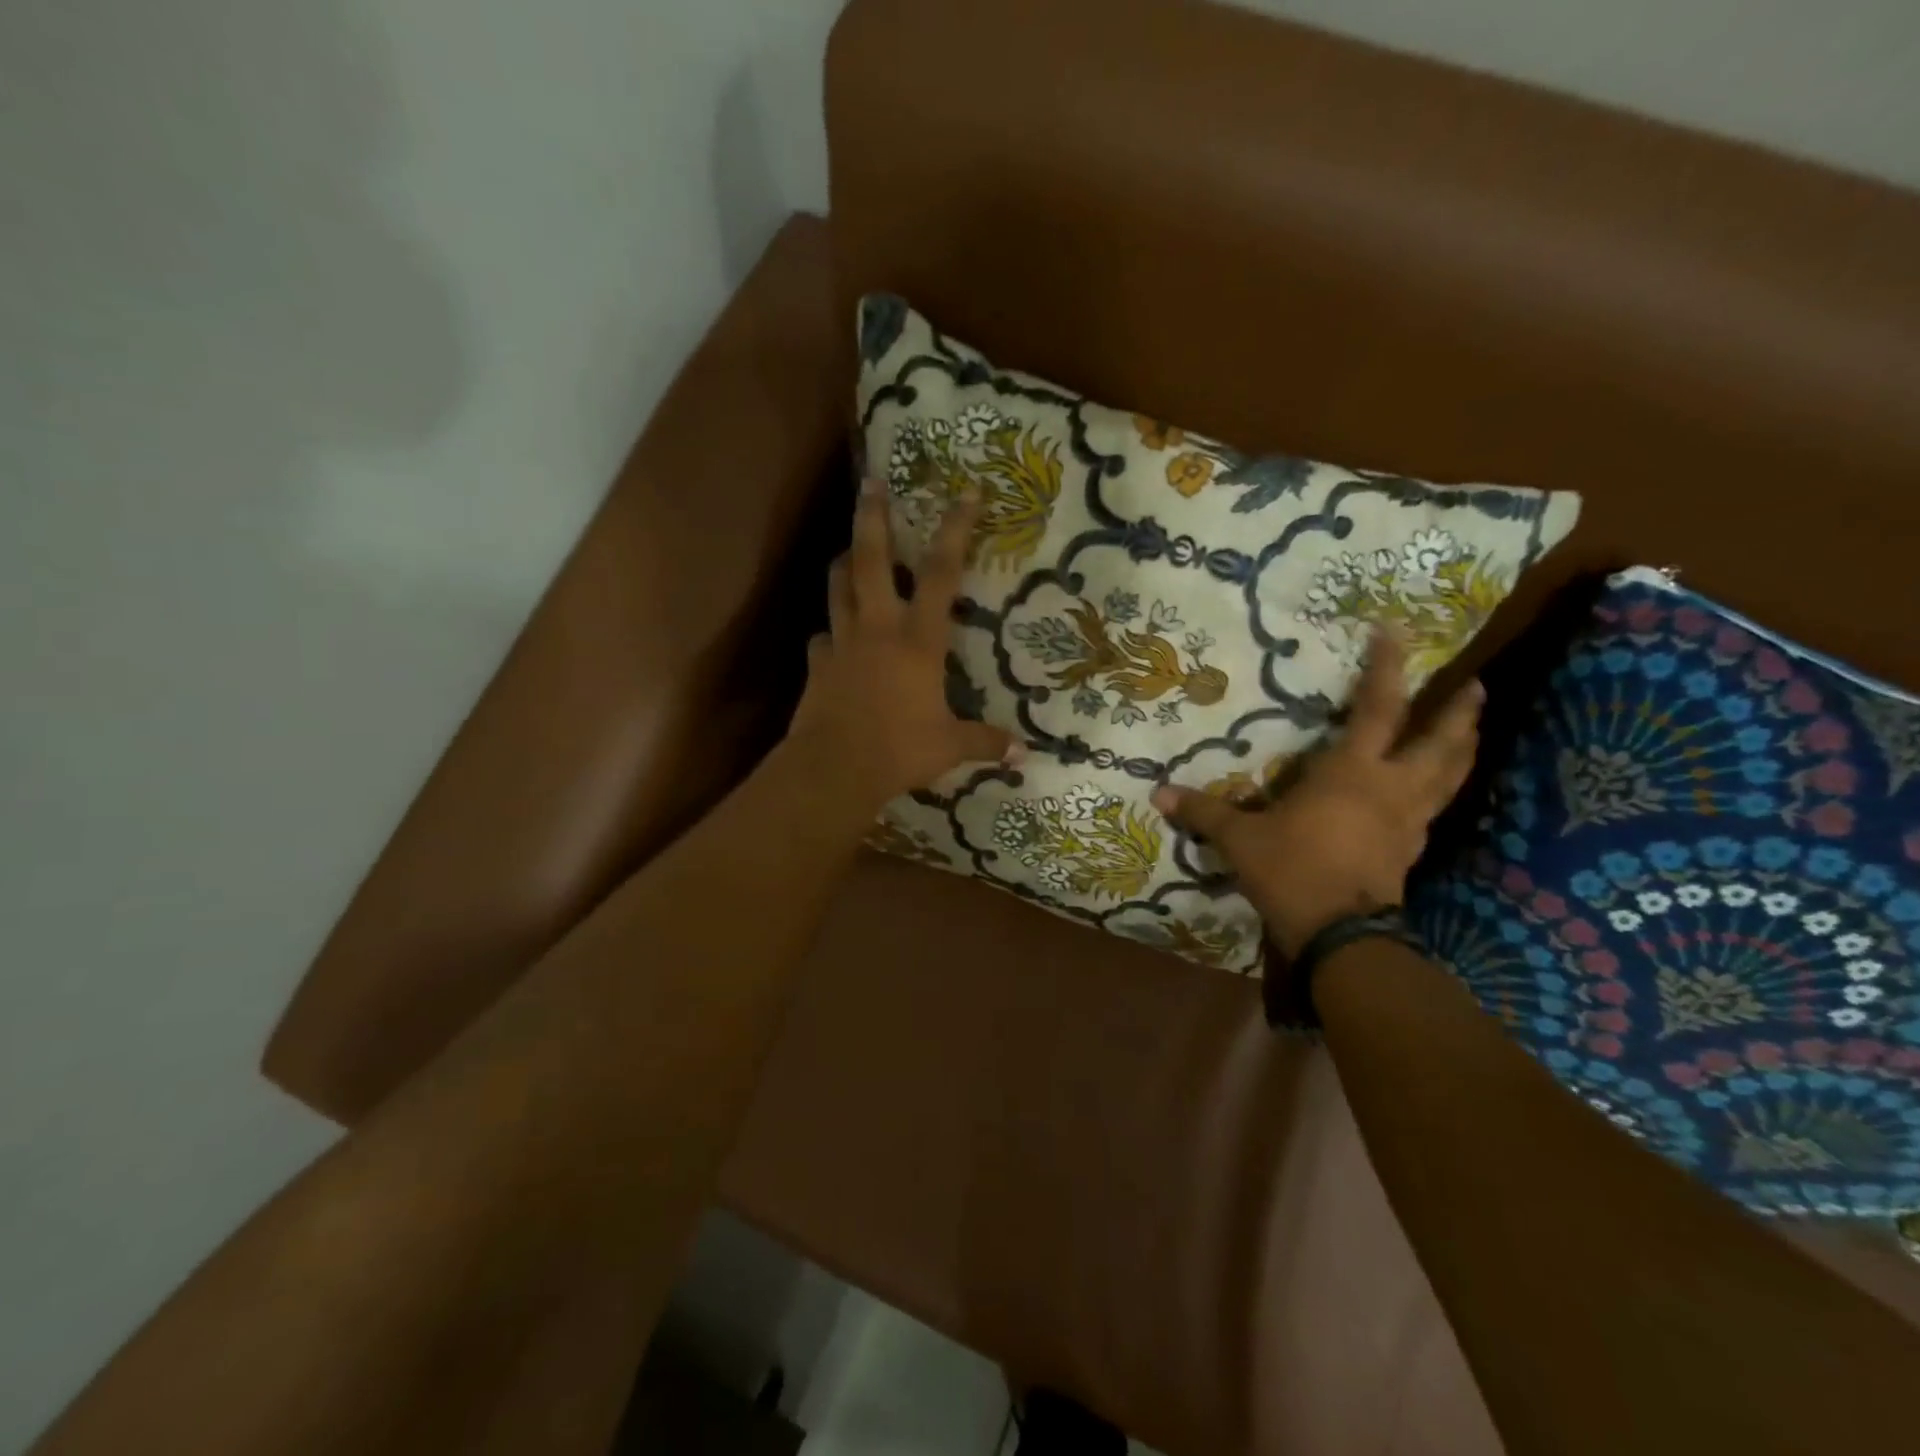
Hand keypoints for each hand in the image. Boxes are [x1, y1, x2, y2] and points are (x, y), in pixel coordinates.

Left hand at [788, 479, 1020, 809]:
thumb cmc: (899, 750)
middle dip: (872, 517)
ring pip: (838, 587)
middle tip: (871, 483)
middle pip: (871, 559)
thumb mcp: (950, 747)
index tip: (967, 493)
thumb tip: (1023, 755)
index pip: (941, 573)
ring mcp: (842, 643)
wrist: (834, 767)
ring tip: (849, 552)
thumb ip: (985, 742)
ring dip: (844, 563)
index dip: (955, 530)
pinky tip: (834, 640)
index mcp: (918, 640)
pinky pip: (822, 638)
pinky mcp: (817, 665)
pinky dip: (830, 632)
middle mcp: (878, 628)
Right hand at [1150, 630, 1482, 958]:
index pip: (1377, 708)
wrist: (1340, 936)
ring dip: (1464, 750)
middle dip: (1459, 712)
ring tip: (1473, 730)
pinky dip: (1441, 793)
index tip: (1396, 631)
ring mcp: (1408, 822)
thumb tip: (1158, 793)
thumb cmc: (1292, 871)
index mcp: (1352, 772)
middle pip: (1438, 742)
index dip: (1386, 667)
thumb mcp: (1241, 840)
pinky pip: (1435, 812)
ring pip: (1449, 777)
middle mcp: (1391, 788)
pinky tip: (1434, 795)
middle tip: (1476, 686)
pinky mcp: (1411, 853)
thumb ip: (1204, 812)